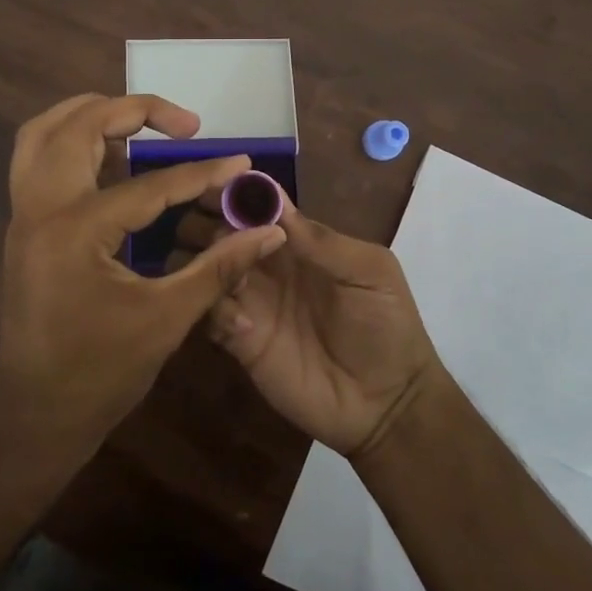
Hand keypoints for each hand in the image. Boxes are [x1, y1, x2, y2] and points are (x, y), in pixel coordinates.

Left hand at [0, 94, 287, 460]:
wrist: (36, 415)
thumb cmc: (100, 373)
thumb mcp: (167, 319)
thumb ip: (219, 267)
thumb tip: (269, 231)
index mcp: (74, 230)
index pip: (148, 184)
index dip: (202, 173)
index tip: (241, 161)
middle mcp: (40, 208)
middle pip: (79, 126)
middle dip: (134, 111)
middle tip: (184, 125)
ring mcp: (24, 214)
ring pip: (44, 132)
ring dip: (91, 114)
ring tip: (140, 123)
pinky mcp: (24, 225)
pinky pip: (37, 158)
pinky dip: (71, 140)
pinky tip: (111, 158)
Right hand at [173, 196, 445, 457]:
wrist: (387, 404)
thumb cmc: (386, 326)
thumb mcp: (369, 272)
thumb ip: (321, 239)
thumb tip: (273, 199)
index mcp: (296, 241)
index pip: (254, 205)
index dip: (232, 192)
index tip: (211, 186)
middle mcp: (265, 265)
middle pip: (219, 230)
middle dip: (208, 223)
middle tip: (211, 234)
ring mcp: (250, 302)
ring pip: (205, 268)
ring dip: (204, 263)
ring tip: (225, 274)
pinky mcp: (239, 341)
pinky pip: (208, 314)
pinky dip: (212, 309)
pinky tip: (240, 323)